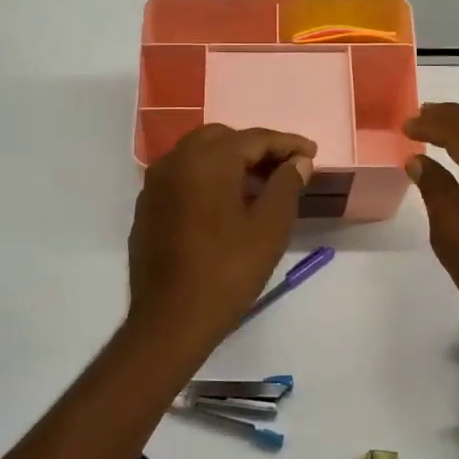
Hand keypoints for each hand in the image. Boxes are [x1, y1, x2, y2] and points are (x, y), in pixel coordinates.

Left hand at [128, 124, 314, 349]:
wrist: (170, 319)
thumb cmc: (227, 272)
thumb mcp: (269, 228)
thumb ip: (286, 185)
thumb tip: (297, 162)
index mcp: (207, 160)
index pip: (254, 138)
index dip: (287, 143)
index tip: (311, 153)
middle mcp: (175, 161)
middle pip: (222, 138)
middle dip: (255, 148)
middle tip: (284, 168)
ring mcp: (155, 184)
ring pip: (197, 155)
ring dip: (229, 161)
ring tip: (258, 185)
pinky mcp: (147, 207)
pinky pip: (182, 177)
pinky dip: (206, 178)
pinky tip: (224, 203)